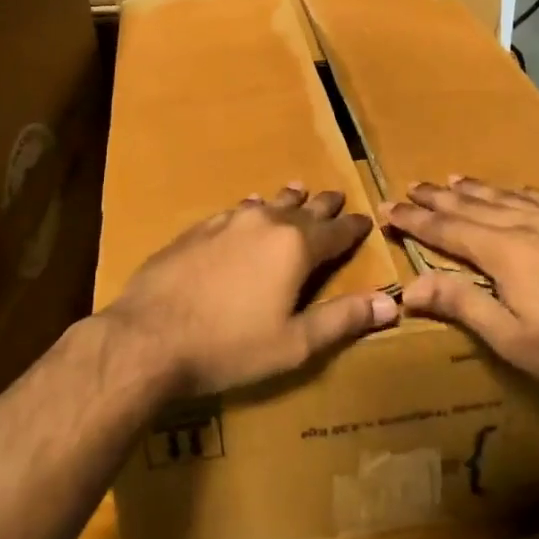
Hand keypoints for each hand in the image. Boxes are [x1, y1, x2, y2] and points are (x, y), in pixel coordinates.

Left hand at [107, 185, 397, 397]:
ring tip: (298, 191)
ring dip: (287, 200)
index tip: (365, 220)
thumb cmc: (229, 347)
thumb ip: (343, 320)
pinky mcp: (197, 229)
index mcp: (296, 247)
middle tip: (336, 197)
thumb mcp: (294, 344)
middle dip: (323, 205)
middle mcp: (266, 223)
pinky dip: (251, 208)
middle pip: (303, 209)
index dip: (353, 227)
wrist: (148, 337)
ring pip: (268, 203)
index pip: (336, 231)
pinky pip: (235, 210)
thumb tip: (391, 304)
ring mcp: (228, 222)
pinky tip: (247, 207)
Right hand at [385, 178, 538, 406]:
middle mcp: (526, 225)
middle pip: (472, 206)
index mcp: (503, 251)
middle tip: (411, 186)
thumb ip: (460, 304)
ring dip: (475, 189)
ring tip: (451, 179)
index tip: (388, 207)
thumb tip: (408, 287)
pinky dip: (521, 192)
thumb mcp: (510, 338)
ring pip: (506, 197)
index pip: (447, 229)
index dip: (415, 219)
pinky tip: (516, 189)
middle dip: (438, 197)